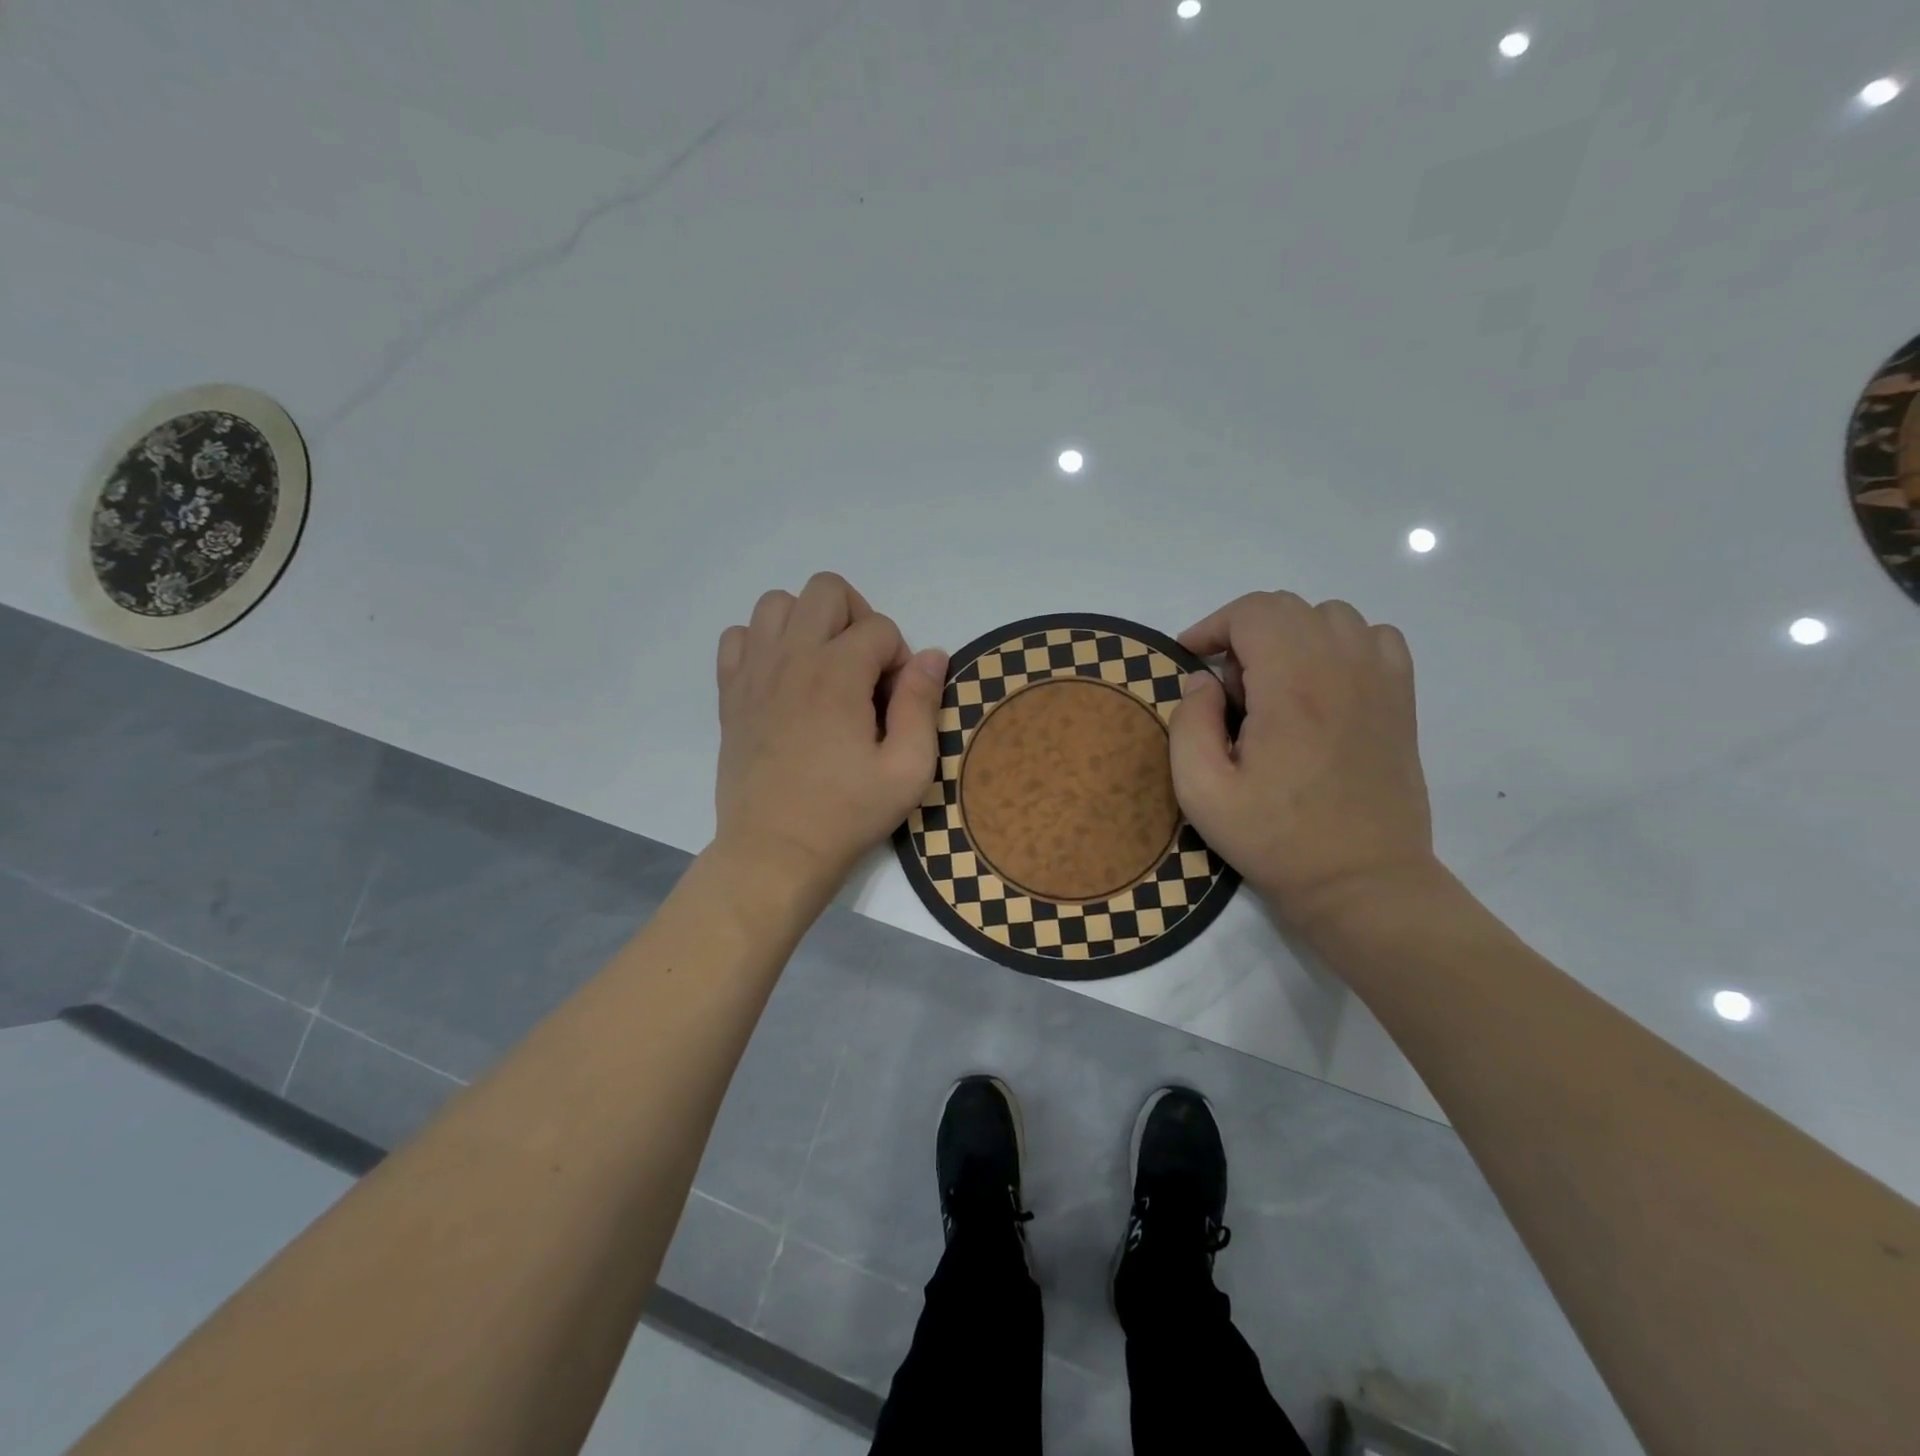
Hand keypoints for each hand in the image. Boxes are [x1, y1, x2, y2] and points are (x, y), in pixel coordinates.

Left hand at [713, 573, 946, 900]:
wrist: (775, 851)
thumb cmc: (847, 814)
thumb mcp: (908, 769)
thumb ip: (922, 704)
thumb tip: (933, 654)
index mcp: (837, 674)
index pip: (880, 628)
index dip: (900, 660)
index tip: (895, 703)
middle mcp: (791, 658)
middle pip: (826, 590)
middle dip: (858, 619)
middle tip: (865, 670)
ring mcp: (754, 672)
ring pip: (777, 602)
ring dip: (809, 623)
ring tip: (824, 668)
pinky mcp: (731, 693)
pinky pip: (739, 636)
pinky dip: (764, 643)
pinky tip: (783, 679)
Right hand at [1169, 591, 1435, 929]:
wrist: (1361, 881)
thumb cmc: (1275, 839)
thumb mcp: (1202, 792)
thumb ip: (1189, 723)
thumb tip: (1204, 681)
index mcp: (1292, 686)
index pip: (1252, 612)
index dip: (1213, 626)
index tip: (1190, 659)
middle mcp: (1342, 668)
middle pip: (1288, 608)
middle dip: (1244, 633)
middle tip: (1229, 689)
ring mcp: (1380, 681)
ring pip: (1331, 616)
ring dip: (1290, 636)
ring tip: (1274, 687)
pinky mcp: (1402, 700)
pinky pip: (1373, 638)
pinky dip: (1339, 644)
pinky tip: (1323, 684)